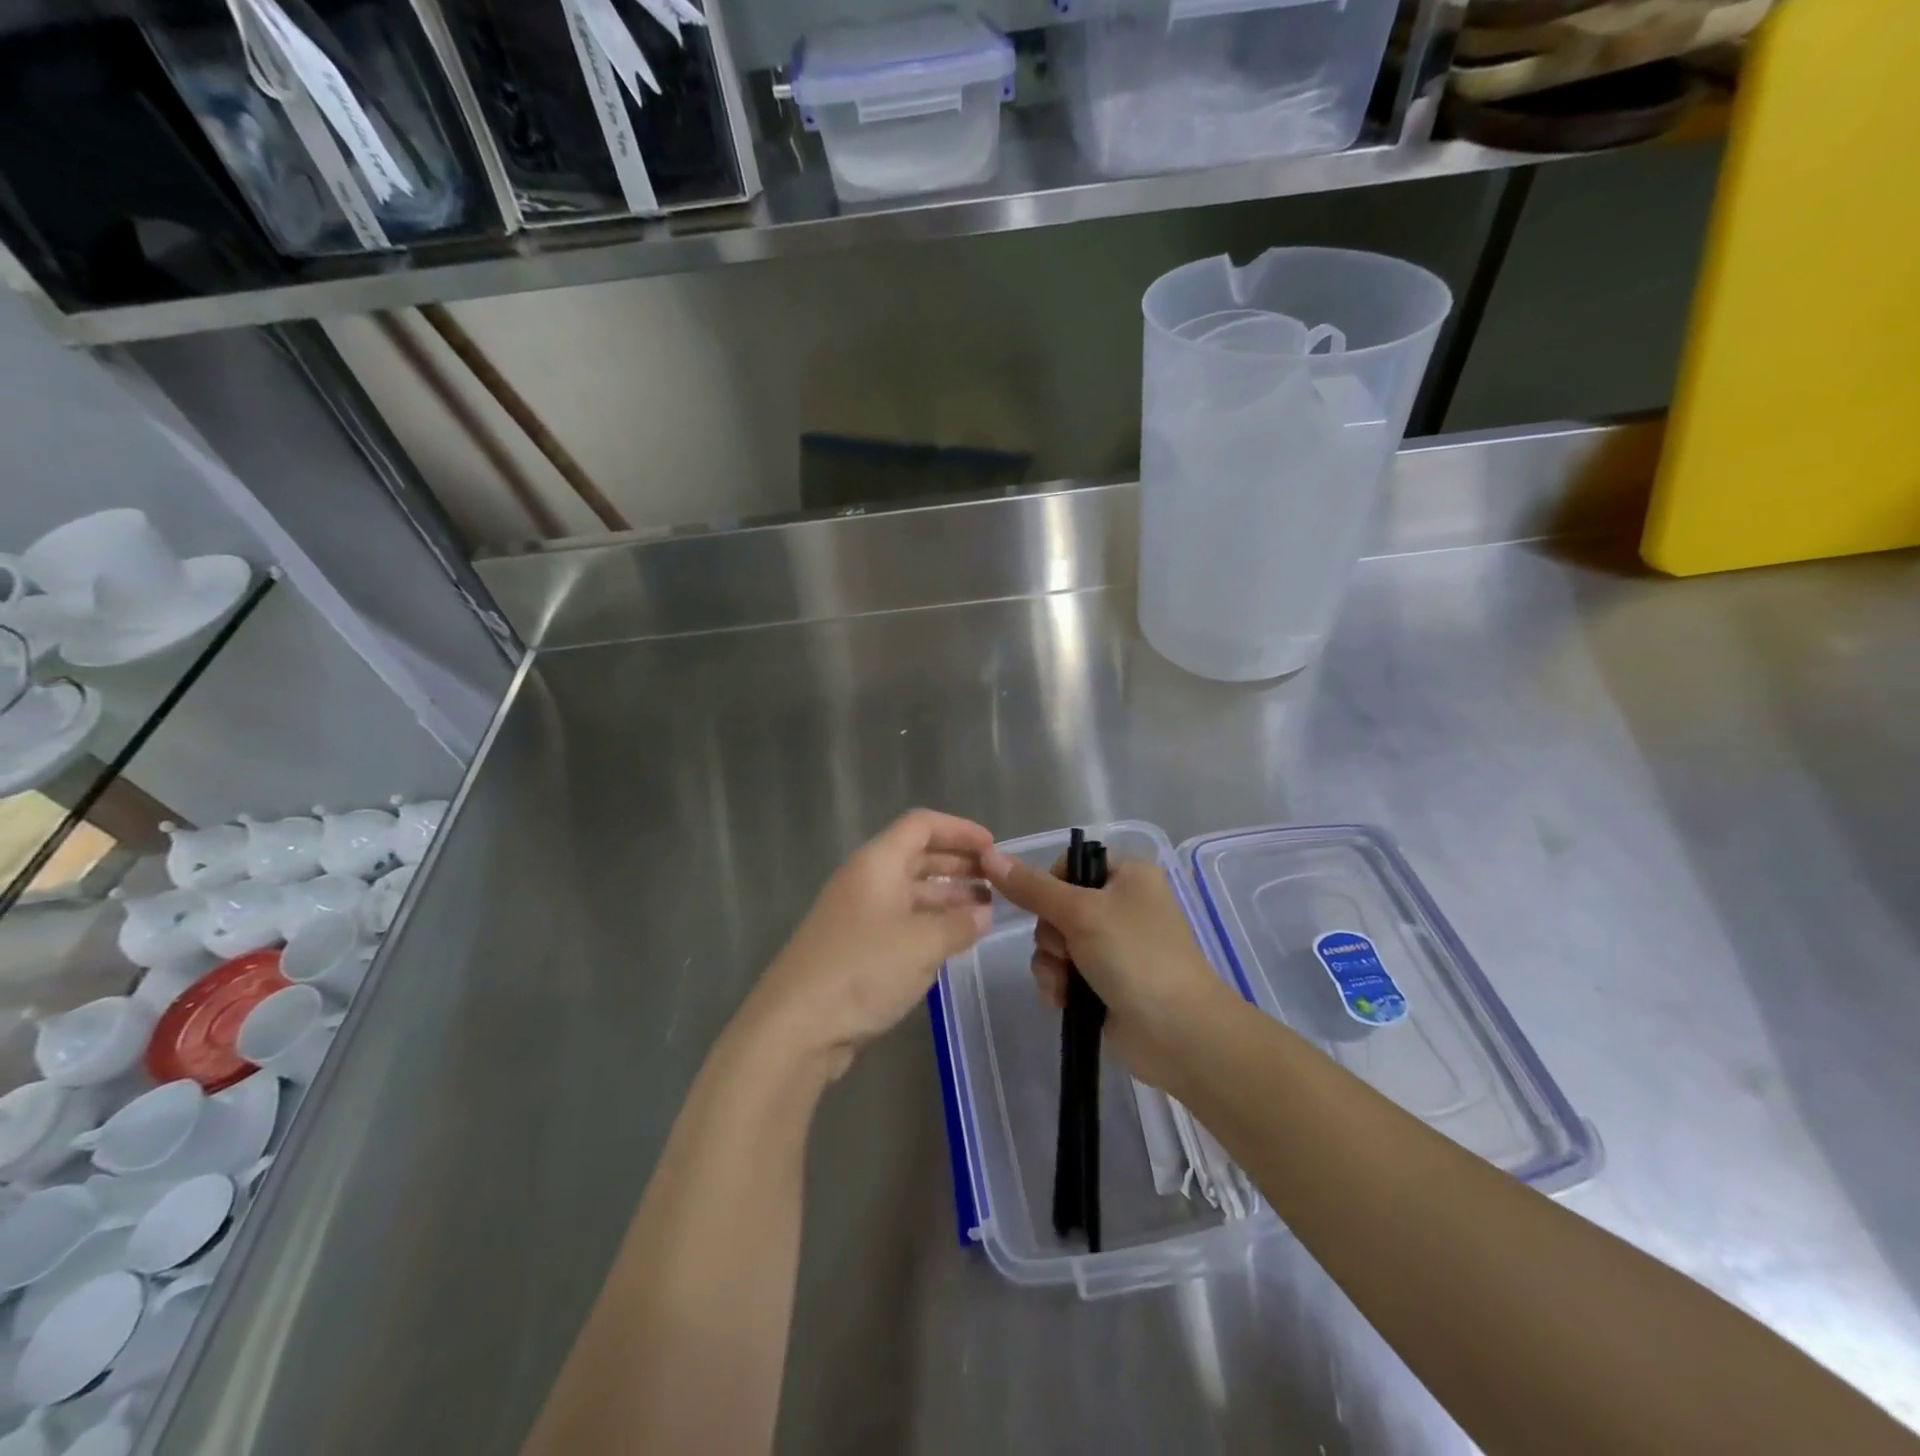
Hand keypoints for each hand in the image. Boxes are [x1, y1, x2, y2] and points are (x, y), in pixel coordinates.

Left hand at [743, 809, 994, 1078]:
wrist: (795, 1027)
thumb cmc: (862, 970)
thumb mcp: (922, 944)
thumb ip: (958, 924)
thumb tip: (982, 913)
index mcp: (877, 863)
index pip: (922, 825)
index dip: (960, 829)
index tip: (994, 847)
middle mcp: (865, 881)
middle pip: (917, 856)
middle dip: (958, 864)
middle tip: (997, 881)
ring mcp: (857, 915)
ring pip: (910, 892)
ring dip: (947, 897)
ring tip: (985, 912)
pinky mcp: (854, 948)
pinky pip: (900, 922)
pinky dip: (929, 924)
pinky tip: (953, 940)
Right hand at [980, 849, 1232, 1093]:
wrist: (1178, 1033)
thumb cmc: (1135, 955)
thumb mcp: (1080, 912)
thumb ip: (1032, 887)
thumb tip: (990, 854)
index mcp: (1128, 875)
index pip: (1071, 864)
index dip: (1050, 885)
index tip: (1048, 905)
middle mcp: (1121, 904)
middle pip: (1057, 906)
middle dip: (1051, 934)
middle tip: (1067, 951)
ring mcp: (1113, 946)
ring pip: (1055, 942)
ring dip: (1050, 963)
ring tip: (1065, 984)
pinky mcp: (1104, 981)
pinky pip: (1063, 971)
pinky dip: (1058, 984)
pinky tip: (1063, 1001)